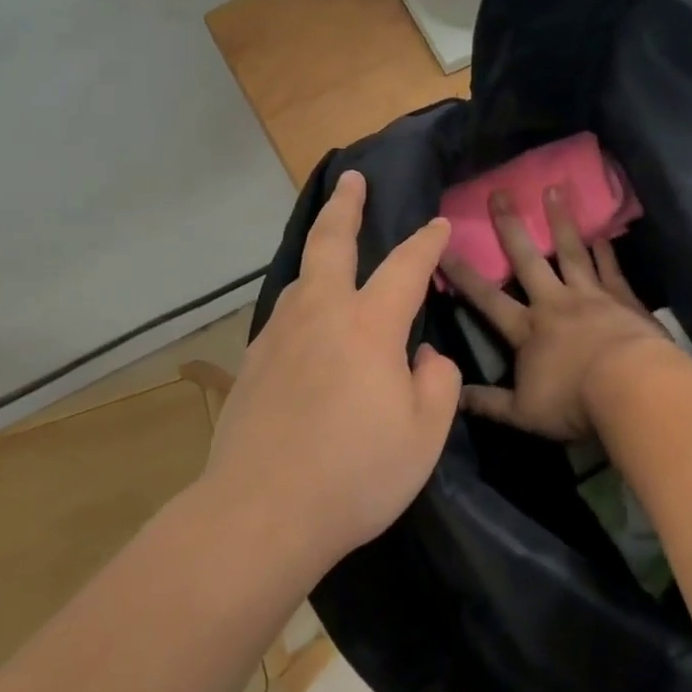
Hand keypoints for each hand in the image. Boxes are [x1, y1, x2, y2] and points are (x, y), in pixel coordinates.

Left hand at [204, 170, 461, 573]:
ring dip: (318, 253)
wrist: (260, 513)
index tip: (439, 224)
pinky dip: (302, 301)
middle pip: (330, 242)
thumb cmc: (355, 475)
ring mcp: (279, 336)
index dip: (426, 242)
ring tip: (330, 249)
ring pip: (301, 277)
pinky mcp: (253, 363)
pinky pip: (284, 315)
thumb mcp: (424, 436)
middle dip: (345, 205)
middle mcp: (320, 315)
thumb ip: (436, 383)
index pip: (405, 267)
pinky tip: (307, 322)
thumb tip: (424, 356)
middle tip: (351, 179)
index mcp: (369, 326)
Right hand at [442, 187, 673, 441]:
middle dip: (510, 226)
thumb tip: (453, 394)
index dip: (462, 274)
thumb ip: (488, 402)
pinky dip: (604, 249)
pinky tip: (601, 231)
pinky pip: (609, 267)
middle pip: (528, 259)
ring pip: (571, 251)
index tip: (442, 248)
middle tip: (499, 192)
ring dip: (560, 221)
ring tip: (554, 189)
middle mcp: (554, 302)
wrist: (632, 390)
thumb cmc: (574, 402)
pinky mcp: (622, 298)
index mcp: (527, 329)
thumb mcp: (523, 413)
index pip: (486, 298)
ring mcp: (590, 296)